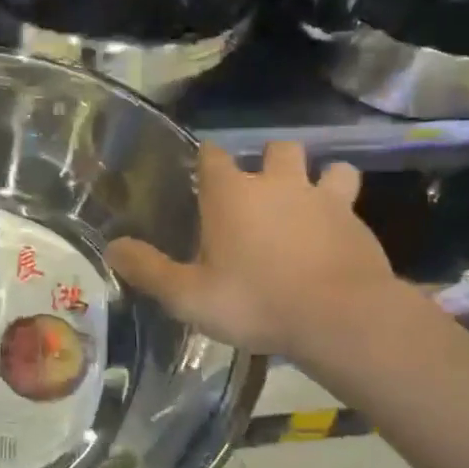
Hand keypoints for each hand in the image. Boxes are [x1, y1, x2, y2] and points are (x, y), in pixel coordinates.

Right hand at [106, 142, 400, 359]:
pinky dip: (341, 212)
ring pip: (327, 168)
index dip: (207, 161)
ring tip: (307, 205)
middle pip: (277, 149)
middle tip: (259, 194)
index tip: (202, 176)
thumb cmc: (255, 301)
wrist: (339, 317)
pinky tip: (336, 237)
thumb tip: (111, 248)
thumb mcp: (188, 296)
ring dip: (318, 179)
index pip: (213, 155)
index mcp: (232, 195)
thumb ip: (148, 270)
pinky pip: (351, 203)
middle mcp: (278, 184)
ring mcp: (324, 199)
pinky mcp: (357, 222)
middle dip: (268, 162)